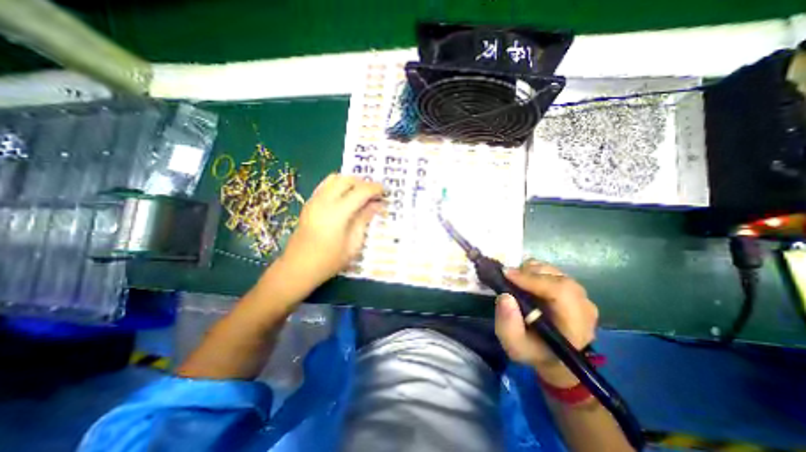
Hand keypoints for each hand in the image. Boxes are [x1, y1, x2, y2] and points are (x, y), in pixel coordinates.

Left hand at [281, 176, 382, 286]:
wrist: (298, 267)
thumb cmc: (329, 260)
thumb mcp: (353, 243)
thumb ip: (364, 219)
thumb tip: (377, 205)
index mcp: (337, 212)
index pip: (360, 191)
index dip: (375, 188)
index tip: (385, 191)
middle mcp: (324, 201)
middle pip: (347, 180)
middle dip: (363, 183)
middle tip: (374, 194)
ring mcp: (314, 200)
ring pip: (335, 179)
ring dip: (350, 182)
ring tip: (361, 195)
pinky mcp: (309, 203)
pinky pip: (326, 185)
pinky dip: (339, 185)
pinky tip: (345, 198)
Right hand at [492, 260, 597, 385]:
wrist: (553, 357)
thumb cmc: (533, 351)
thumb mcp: (514, 346)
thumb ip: (508, 325)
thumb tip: (505, 296)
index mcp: (574, 325)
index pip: (561, 292)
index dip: (533, 279)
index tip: (506, 274)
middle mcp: (584, 307)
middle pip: (558, 279)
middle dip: (529, 273)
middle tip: (507, 276)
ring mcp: (581, 297)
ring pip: (556, 272)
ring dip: (531, 271)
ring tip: (515, 280)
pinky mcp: (573, 290)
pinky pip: (554, 273)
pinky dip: (536, 271)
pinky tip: (525, 281)